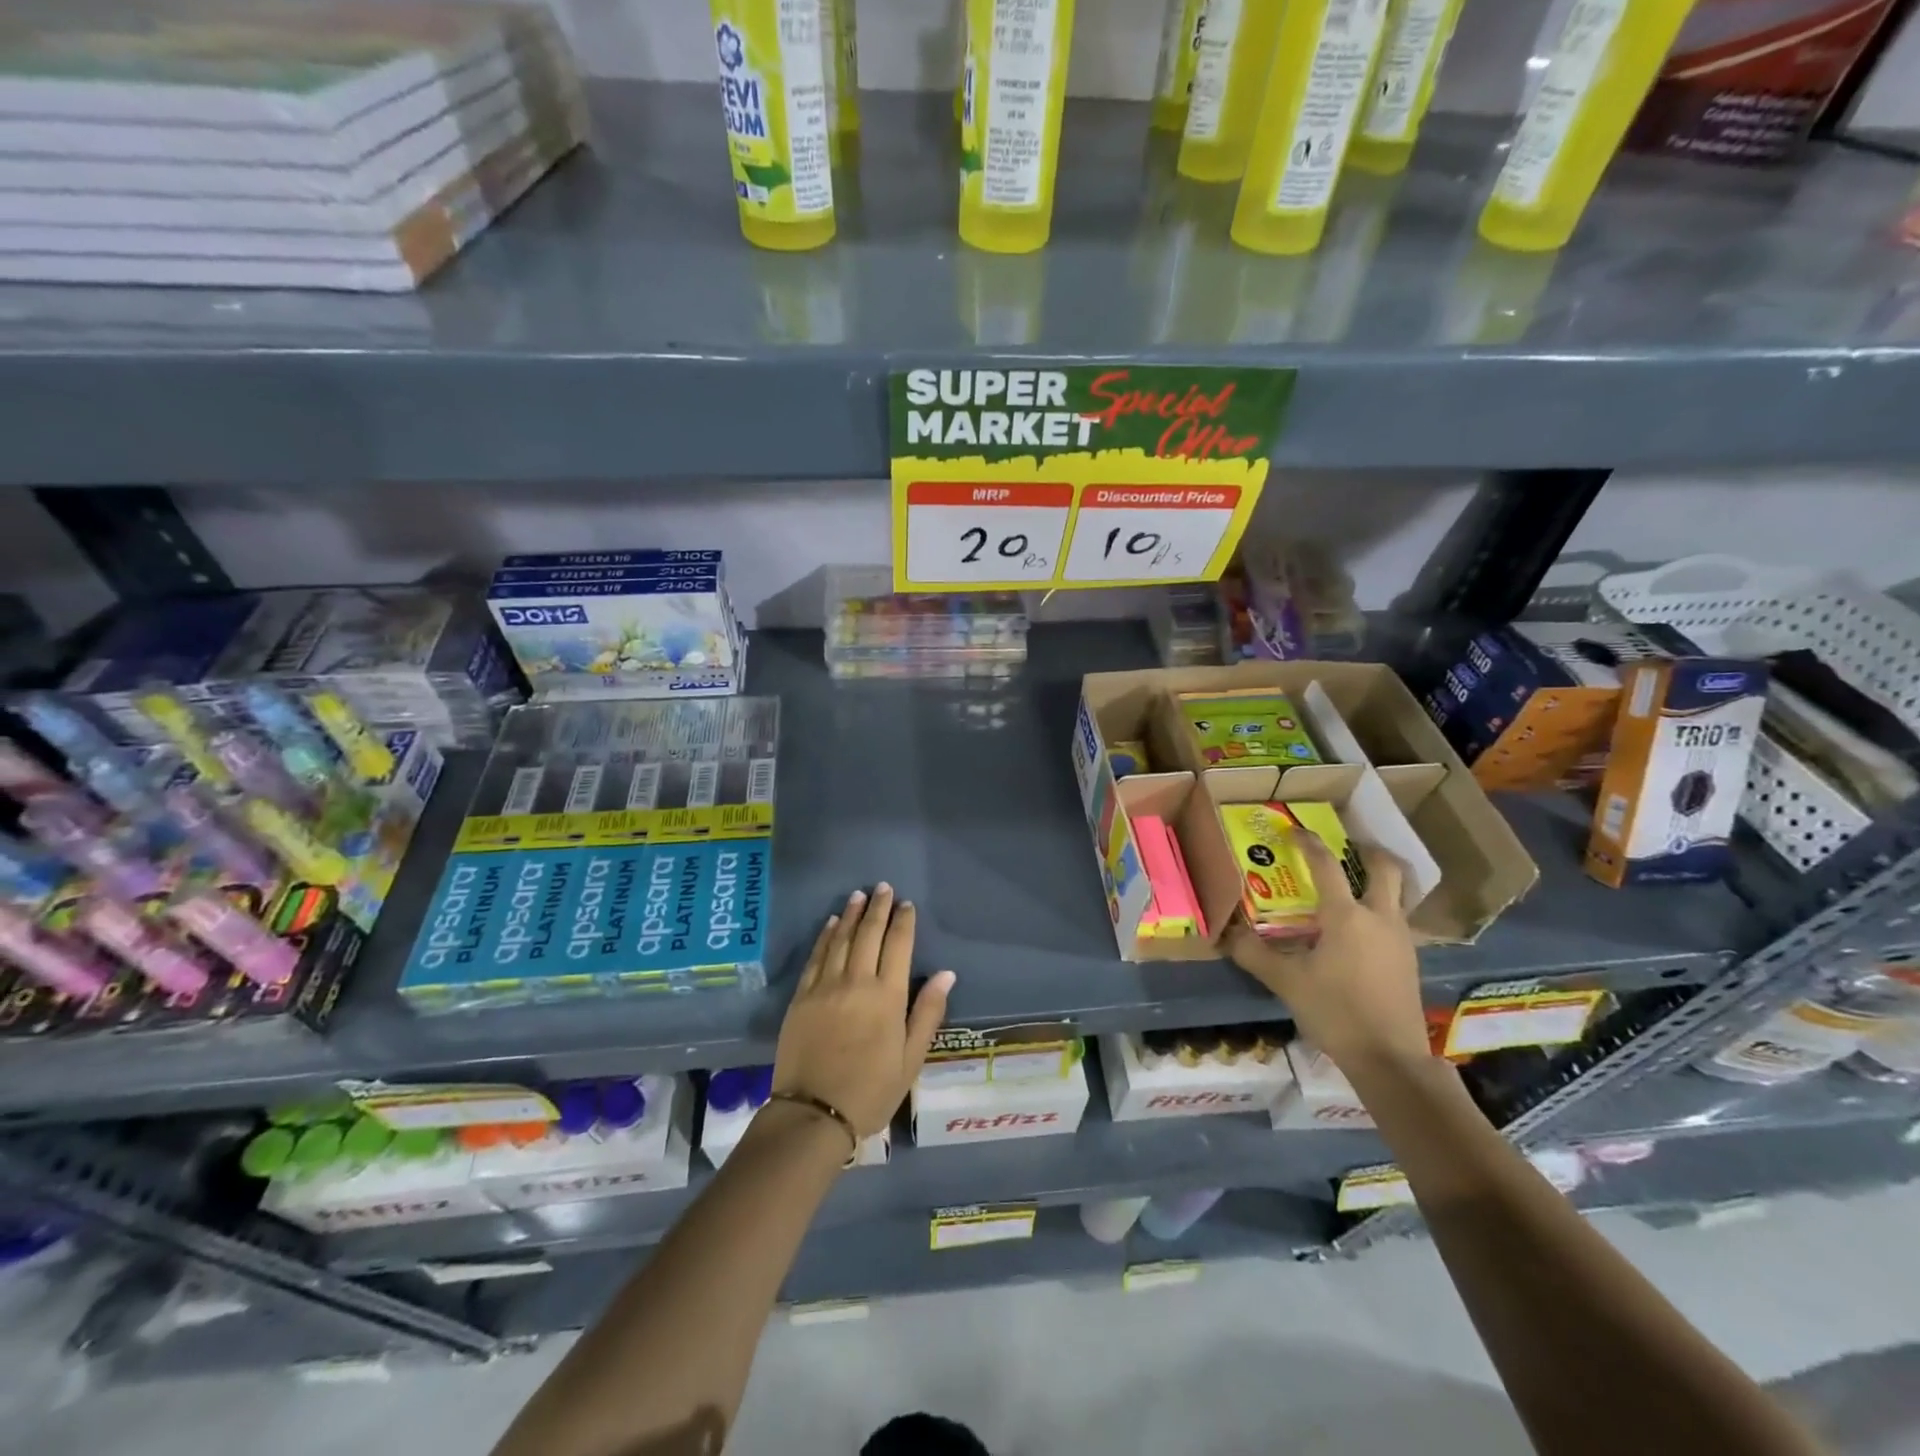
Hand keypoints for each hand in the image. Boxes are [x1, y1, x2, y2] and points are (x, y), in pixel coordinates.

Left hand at [773, 884, 954, 1137]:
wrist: (813, 1114)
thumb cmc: (871, 1090)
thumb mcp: (911, 1059)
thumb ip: (928, 1012)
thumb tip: (947, 974)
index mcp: (887, 996)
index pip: (898, 946)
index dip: (904, 922)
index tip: (906, 904)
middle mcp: (856, 982)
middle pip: (868, 934)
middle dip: (878, 908)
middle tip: (882, 887)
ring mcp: (825, 987)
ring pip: (840, 939)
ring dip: (850, 914)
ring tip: (858, 895)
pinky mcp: (801, 997)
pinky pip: (816, 957)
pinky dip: (825, 937)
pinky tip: (830, 924)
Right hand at [1226, 834, 1429, 1075]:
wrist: (1390, 1058)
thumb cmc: (1336, 1012)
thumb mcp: (1286, 982)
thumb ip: (1253, 954)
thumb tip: (1225, 933)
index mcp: (1346, 916)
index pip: (1326, 865)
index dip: (1308, 843)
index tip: (1294, 831)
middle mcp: (1379, 917)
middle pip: (1385, 869)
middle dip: (1367, 851)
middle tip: (1346, 846)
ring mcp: (1401, 938)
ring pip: (1398, 894)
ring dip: (1378, 880)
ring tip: (1353, 883)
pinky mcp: (1410, 959)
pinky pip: (1398, 919)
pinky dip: (1382, 909)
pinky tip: (1361, 928)